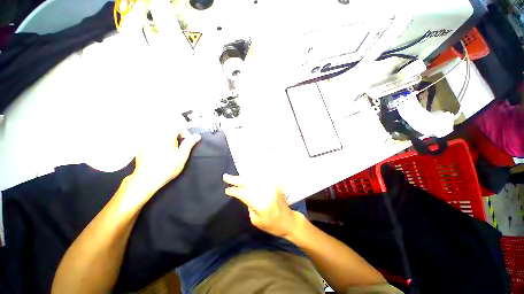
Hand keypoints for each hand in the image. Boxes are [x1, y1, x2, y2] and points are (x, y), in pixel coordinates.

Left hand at [133, 130, 200, 194]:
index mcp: (166, 136)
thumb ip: (189, 143)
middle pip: (169, 131)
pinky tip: (160, 156)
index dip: (186, 134)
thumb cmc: (167, 168)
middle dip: (177, 137)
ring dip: (168, 141)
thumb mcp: (182, 156)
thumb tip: (197, 136)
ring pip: (161, 136)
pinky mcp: (142, 148)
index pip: (179, 128)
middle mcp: (155, 136)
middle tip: (180, 148)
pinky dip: (159, 145)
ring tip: (170, 152)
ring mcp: (147, 142)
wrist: (147, 179)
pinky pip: (153, 142)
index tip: (188, 142)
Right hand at [223, 174, 301, 237]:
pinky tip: (247, 177)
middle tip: (226, 177)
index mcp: (261, 204)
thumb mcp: (255, 220)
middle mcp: (266, 192)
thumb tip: (244, 194)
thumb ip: (249, 205)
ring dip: (244, 177)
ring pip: (254, 178)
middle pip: (248, 183)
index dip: (234, 191)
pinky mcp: (275, 184)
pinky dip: (253, 177)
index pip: (244, 194)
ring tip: (235, 177)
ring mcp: (271, 186)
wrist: (288, 220)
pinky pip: (261, 178)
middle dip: (236, 180)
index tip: (227, 190)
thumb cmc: (271, 224)